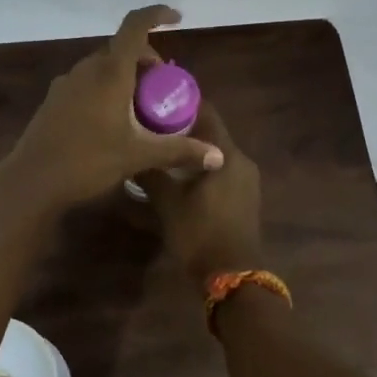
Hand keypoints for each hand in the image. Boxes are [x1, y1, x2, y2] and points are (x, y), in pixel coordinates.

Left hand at [0, 6, 224, 211]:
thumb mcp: (138, 156)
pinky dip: (106, 88)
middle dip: (146, 60)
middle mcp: (86, 70)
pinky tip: (112, 121)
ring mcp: (66, 84)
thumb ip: (179, 151)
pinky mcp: (54, 100)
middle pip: (121, 49)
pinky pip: (87, 82)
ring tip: (141, 108)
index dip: (157, 15)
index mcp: (109, 73)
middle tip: (163, 89)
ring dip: (126, 76)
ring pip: (103, 66)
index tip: (177, 18)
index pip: (135, 26)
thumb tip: (218, 155)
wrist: (31, 181)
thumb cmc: (87, 162)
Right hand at [136, 102, 263, 285]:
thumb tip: (130, 155)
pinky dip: (200, 167)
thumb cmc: (200, 233)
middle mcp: (241, 160)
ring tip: (160, 149)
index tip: (154, 99)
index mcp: (227, 153)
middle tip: (150, 126)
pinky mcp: (244, 198)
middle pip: (210, 132)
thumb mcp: (168, 203)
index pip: (205, 111)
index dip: (180, 102)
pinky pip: (220, 171)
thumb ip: (151, 173)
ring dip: (191, 150)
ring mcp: (246, 180)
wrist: (233, 277)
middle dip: (181, 127)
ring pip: (215, 153)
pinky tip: (178, 175)